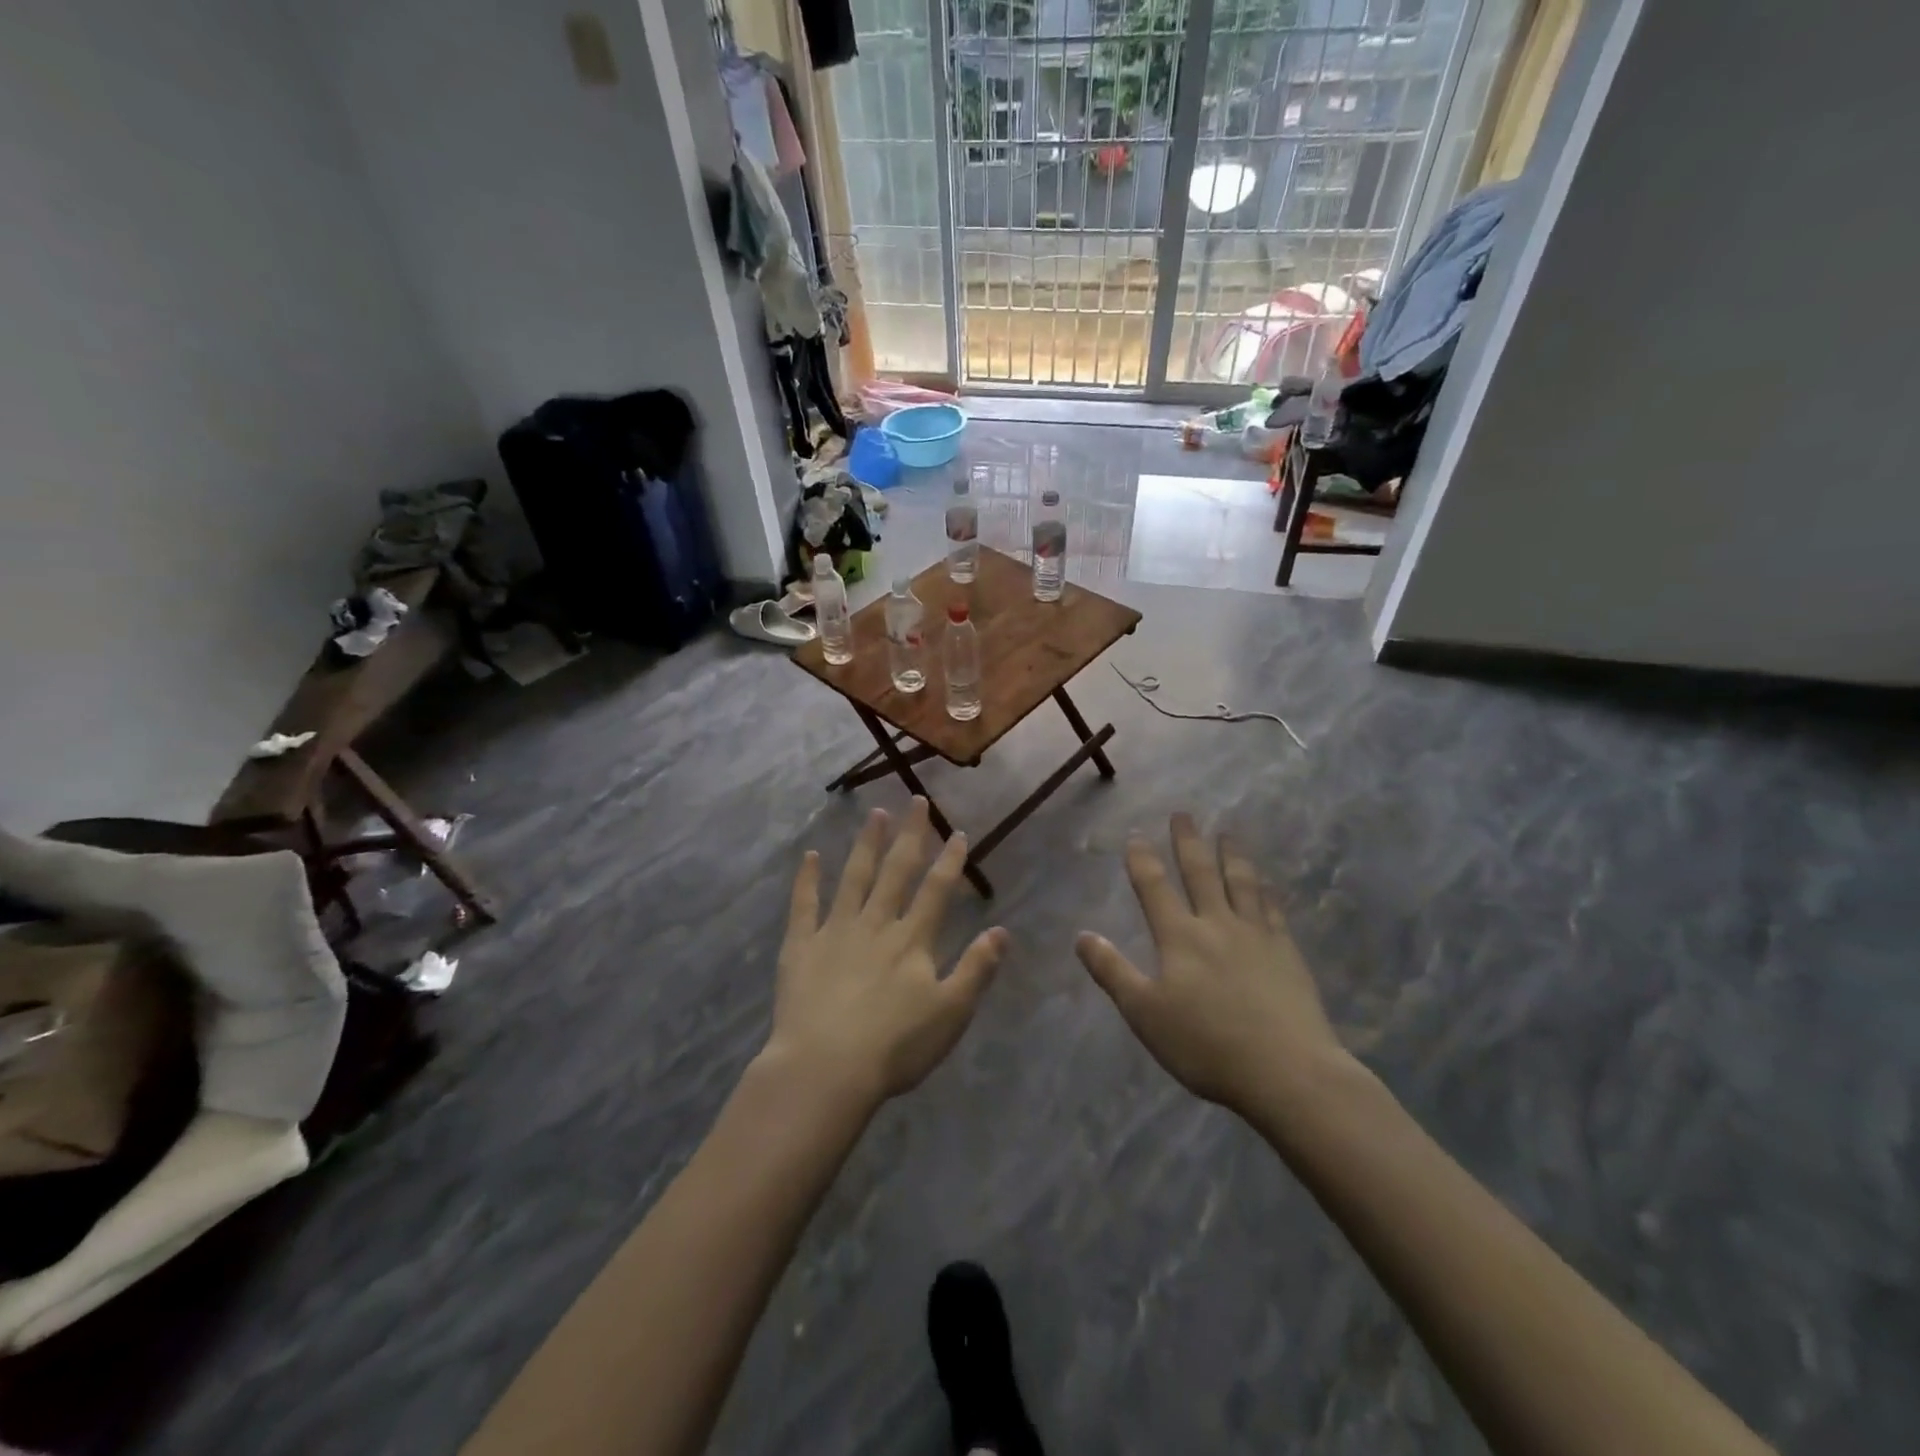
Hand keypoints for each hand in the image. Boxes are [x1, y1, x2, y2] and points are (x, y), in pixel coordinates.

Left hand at [767, 799, 1006, 1107]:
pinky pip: (804, 904)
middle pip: (896, 871)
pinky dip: (807, 879)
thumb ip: (977, 969)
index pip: (936, 890)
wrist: (825, 1069)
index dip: (949, 859)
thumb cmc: (895, 1048)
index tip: (957, 831)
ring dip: (866, 844)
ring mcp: (835, 931)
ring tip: (874, 814)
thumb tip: (1002, 930)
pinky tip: (811, 855)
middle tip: (915, 801)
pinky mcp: (801, 946)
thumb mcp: (951, 1014)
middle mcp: (876, 924)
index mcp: (912, 940)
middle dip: (909, 835)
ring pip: (854, 877)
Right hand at [1075, 813, 1346, 1116]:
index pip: (1154, 888)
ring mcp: (1257, 936)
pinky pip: (1273, 910)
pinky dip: (1266, 891)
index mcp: (1179, 937)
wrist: (1287, 1071)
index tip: (1136, 836)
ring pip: (1241, 883)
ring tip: (1228, 833)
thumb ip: (1112, 972)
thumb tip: (1082, 936)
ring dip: (1231, 855)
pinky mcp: (1287, 953)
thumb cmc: (1206, 1045)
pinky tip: (1267, 884)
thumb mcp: (1144, 1013)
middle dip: (1188, 842)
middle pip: (1200, 873)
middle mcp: (1217, 925)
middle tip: (1184, 814)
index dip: (1142, 860)